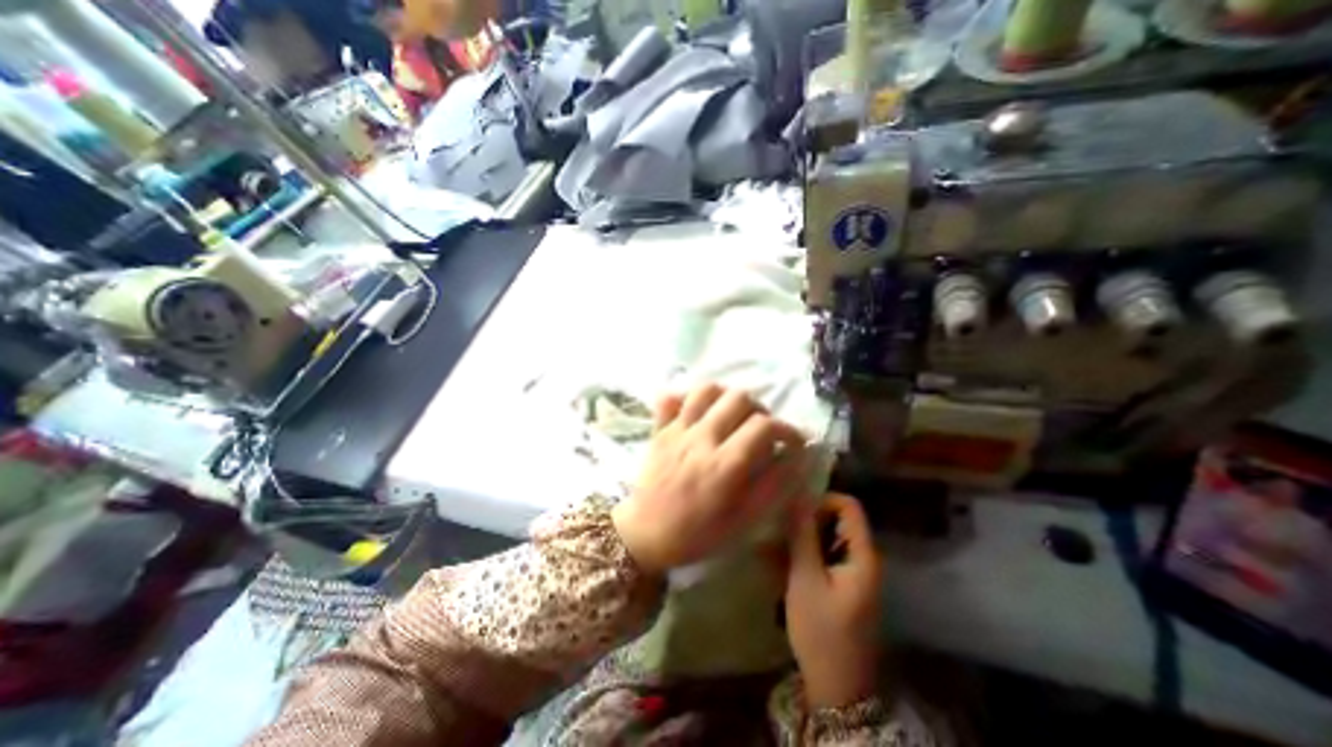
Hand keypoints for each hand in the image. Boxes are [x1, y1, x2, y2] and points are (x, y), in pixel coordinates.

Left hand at [611, 381, 804, 573]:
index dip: (787, 429)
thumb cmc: (698, 534)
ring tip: (732, 416)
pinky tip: (698, 413)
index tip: (793, 442)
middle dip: (759, 410)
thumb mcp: (744, 520)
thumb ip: (774, 486)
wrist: (646, 535)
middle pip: (738, 398)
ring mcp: (677, 430)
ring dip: (726, 398)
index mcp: (724, 465)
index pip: (764, 426)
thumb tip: (798, 456)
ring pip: (707, 390)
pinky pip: (671, 397)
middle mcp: (701, 438)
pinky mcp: (659, 429)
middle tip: (760, 430)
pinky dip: (687, 398)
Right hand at [783, 494, 880, 707]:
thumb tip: (798, 497)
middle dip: (806, 520)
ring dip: (799, 538)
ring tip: (771, 547)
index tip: (794, 513)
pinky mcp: (842, 583)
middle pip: (836, 519)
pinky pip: (822, 555)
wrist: (837, 688)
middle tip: (777, 530)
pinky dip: (802, 554)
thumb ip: (803, 536)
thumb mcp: (806, 579)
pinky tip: (778, 563)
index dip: (821, 501)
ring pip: (826, 536)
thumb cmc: (822, 632)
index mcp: (862, 554)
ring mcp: (852, 571)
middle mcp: (862, 557)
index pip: (849, 506)